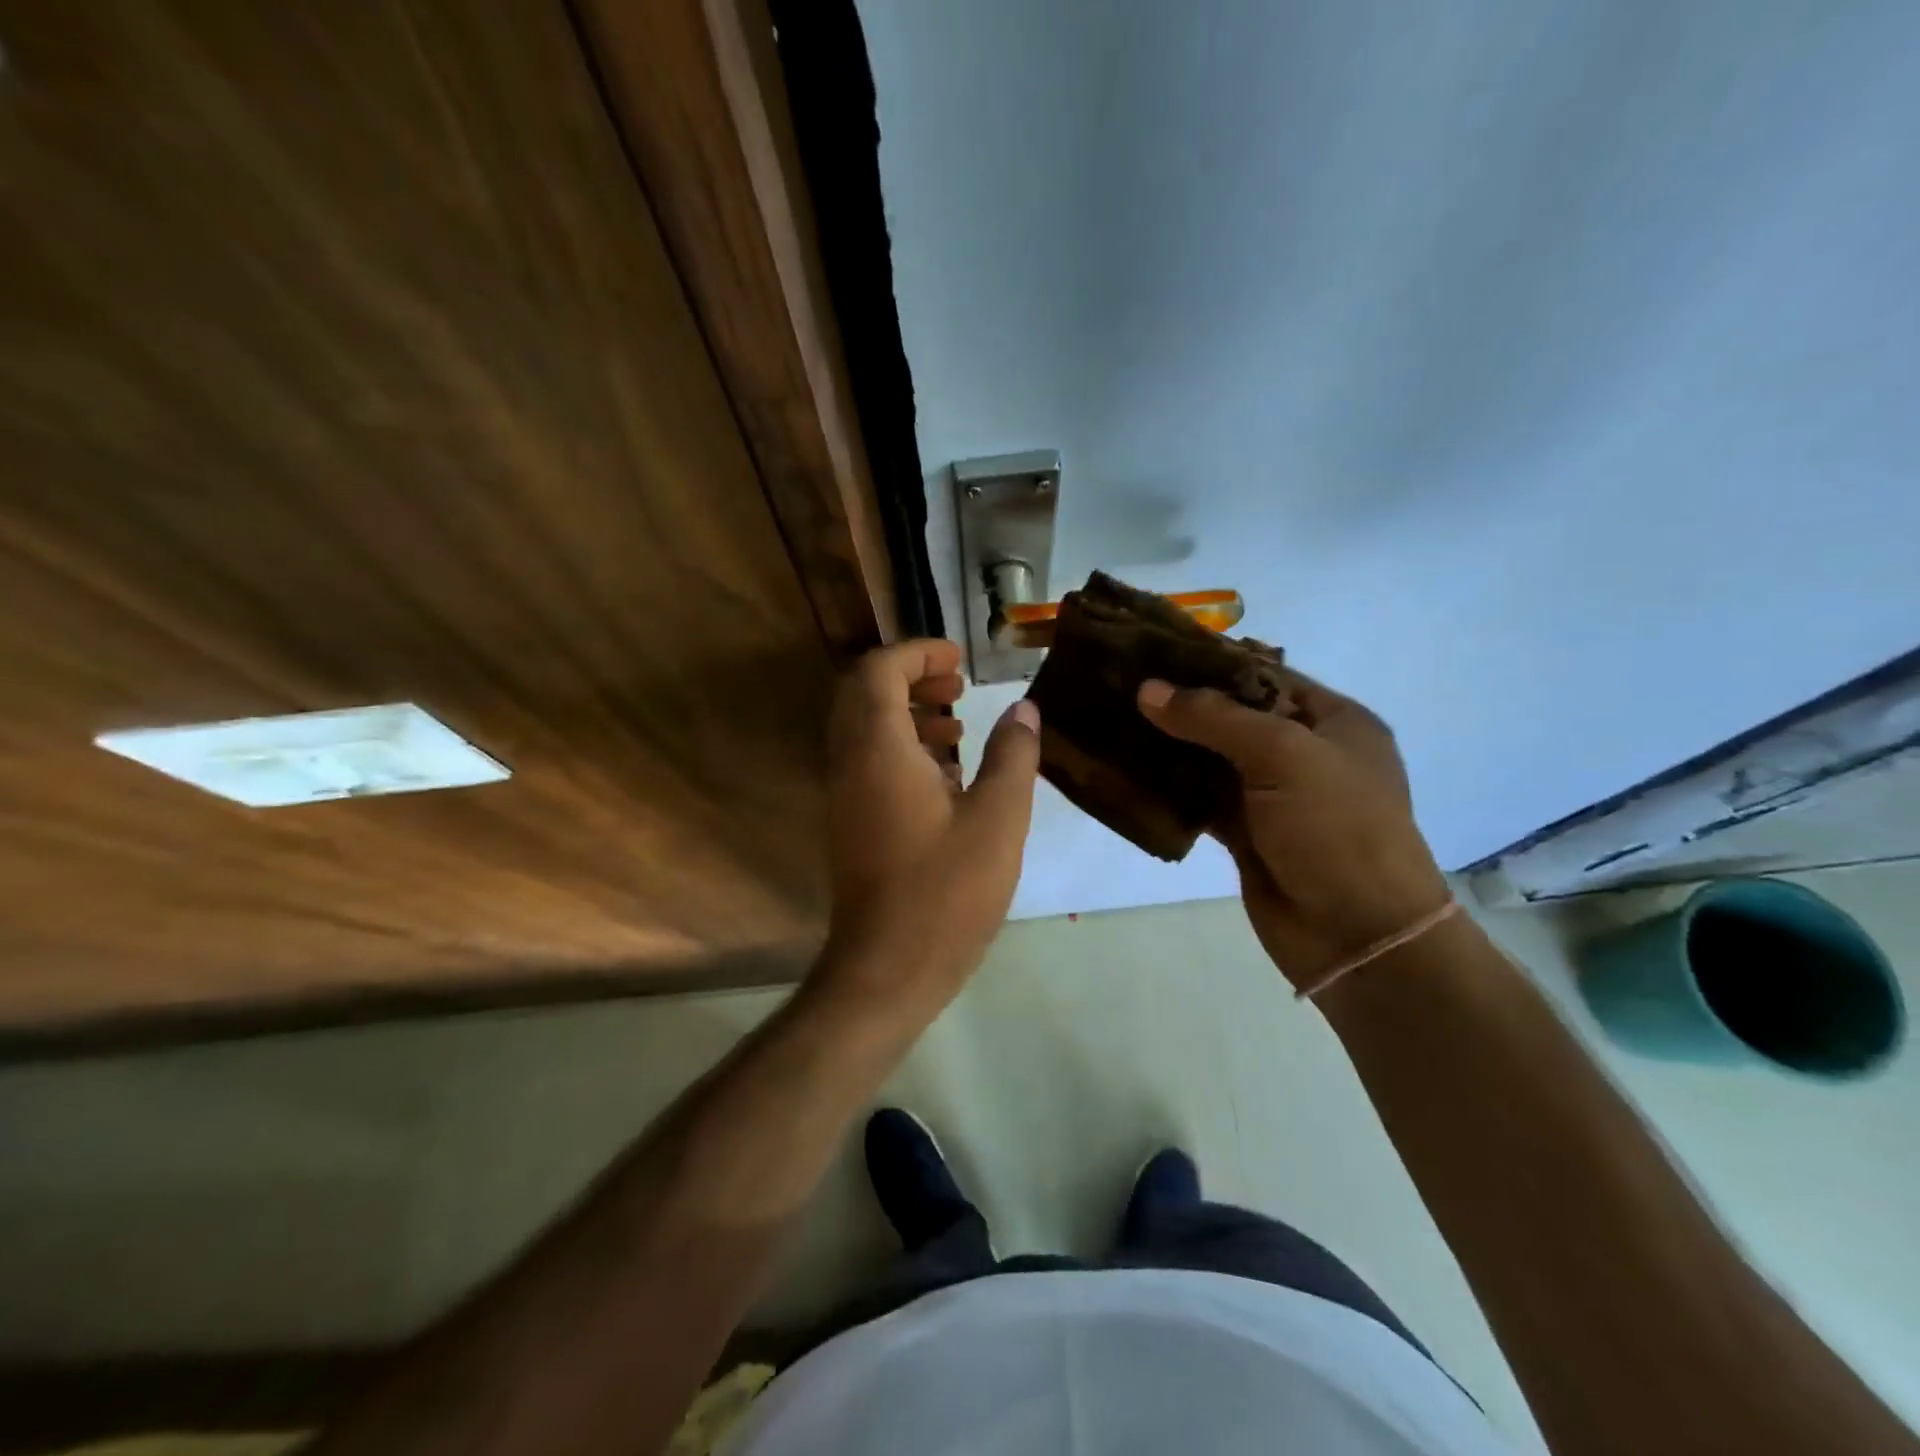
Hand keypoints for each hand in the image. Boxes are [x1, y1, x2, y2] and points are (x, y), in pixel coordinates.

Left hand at [815, 639, 1041, 1019]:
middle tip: (958, 685)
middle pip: (864, 693)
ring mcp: (845, 795)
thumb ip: (1013, 755)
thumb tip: (1024, 710)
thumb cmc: (947, 891)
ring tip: (959, 727)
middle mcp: (850, 763)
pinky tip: (949, 777)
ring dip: (907, 713)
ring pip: (865, 728)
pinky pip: (869, 762)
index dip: (917, 652)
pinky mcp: (852, 822)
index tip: (960, 659)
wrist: (888, 968)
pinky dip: (903, 749)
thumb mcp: (998, 819)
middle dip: (910, 677)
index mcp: (878, 750)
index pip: (878, 671)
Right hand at [1136, 670, 1449, 991]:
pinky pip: (1199, 800)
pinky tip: (1128, 771)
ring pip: (1210, 759)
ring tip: (1114, 719)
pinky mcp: (1245, 834)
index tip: (1153, 650)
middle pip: (1233, 716)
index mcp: (1332, 721)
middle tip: (1122, 683)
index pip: (1263, 675)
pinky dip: (1169, 788)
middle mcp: (1303, 753)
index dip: (1211, 662)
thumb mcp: (1283, 755)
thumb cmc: (1337, 828)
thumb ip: (1214, 718)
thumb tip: (1148, 690)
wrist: (1357, 935)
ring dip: (1169, 745)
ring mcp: (1272, 797)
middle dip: (1182, 703)